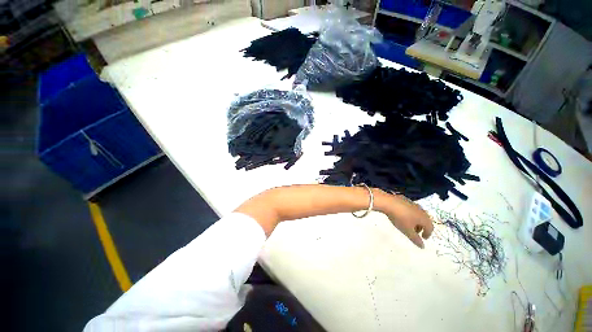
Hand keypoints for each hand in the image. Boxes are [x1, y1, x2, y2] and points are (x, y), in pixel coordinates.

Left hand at [375, 190, 433, 247]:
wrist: (388, 202)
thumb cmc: (400, 218)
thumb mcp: (407, 231)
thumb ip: (416, 239)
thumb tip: (423, 246)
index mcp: (424, 218)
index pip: (430, 227)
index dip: (427, 233)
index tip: (423, 237)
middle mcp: (421, 210)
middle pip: (424, 219)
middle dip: (421, 226)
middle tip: (415, 232)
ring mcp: (413, 203)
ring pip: (417, 213)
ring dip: (415, 220)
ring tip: (408, 224)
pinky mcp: (404, 199)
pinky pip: (410, 208)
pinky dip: (409, 213)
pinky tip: (401, 215)